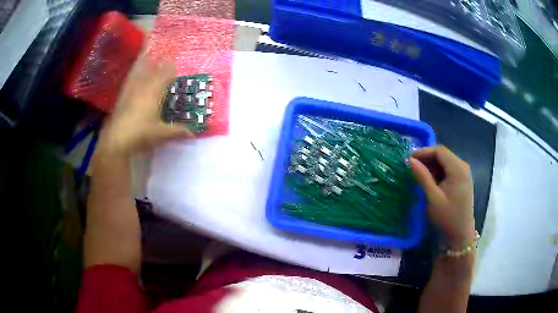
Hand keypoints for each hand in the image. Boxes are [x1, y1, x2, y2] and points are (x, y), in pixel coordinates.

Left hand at [96, 55, 192, 156]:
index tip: (177, 64)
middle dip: (159, 62)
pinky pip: (129, 79)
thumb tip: (192, 133)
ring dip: (143, 62)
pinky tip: (133, 74)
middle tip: (164, 56)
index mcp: (154, 92)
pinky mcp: (122, 96)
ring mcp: (130, 90)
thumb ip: (177, 131)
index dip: (172, 68)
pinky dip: (133, 73)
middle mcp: (143, 86)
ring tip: (147, 53)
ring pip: (138, 70)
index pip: (166, 74)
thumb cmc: (141, 134)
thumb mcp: (161, 134)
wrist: (116, 140)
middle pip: (152, 69)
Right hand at [409, 146, 475, 247]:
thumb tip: (410, 160)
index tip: (409, 159)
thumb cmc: (447, 217)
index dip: (423, 152)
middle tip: (412, 167)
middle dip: (427, 158)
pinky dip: (437, 172)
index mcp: (458, 169)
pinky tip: (429, 181)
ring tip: (418, 174)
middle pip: (443, 155)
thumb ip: (422, 177)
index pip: (439, 151)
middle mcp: (463, 167)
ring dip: (431, 166)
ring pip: (445, 162)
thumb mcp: (432, 197)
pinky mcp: (462, 180)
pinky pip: (448, 170)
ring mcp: (463, 173)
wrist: (459, 235)